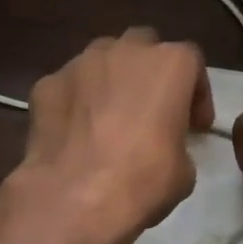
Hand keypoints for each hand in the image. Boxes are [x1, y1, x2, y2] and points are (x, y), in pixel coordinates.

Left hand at [11, 27, 213, 243]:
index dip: (196, 94)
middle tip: (150, 110)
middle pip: (144, 46)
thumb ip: (177, 142)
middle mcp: (124, 51)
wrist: (75, 197)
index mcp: (169, 64)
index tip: (194, 125)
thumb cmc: (142, 180)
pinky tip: (74, 133)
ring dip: (111, 80)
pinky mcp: (46, 83)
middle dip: (149, 72)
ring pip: (102, 59)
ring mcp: (80, 63)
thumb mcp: (183, 170)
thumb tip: (164, 147)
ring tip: (109, 117)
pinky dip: (75, 102)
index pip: (191, 62)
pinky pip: (68, 86)